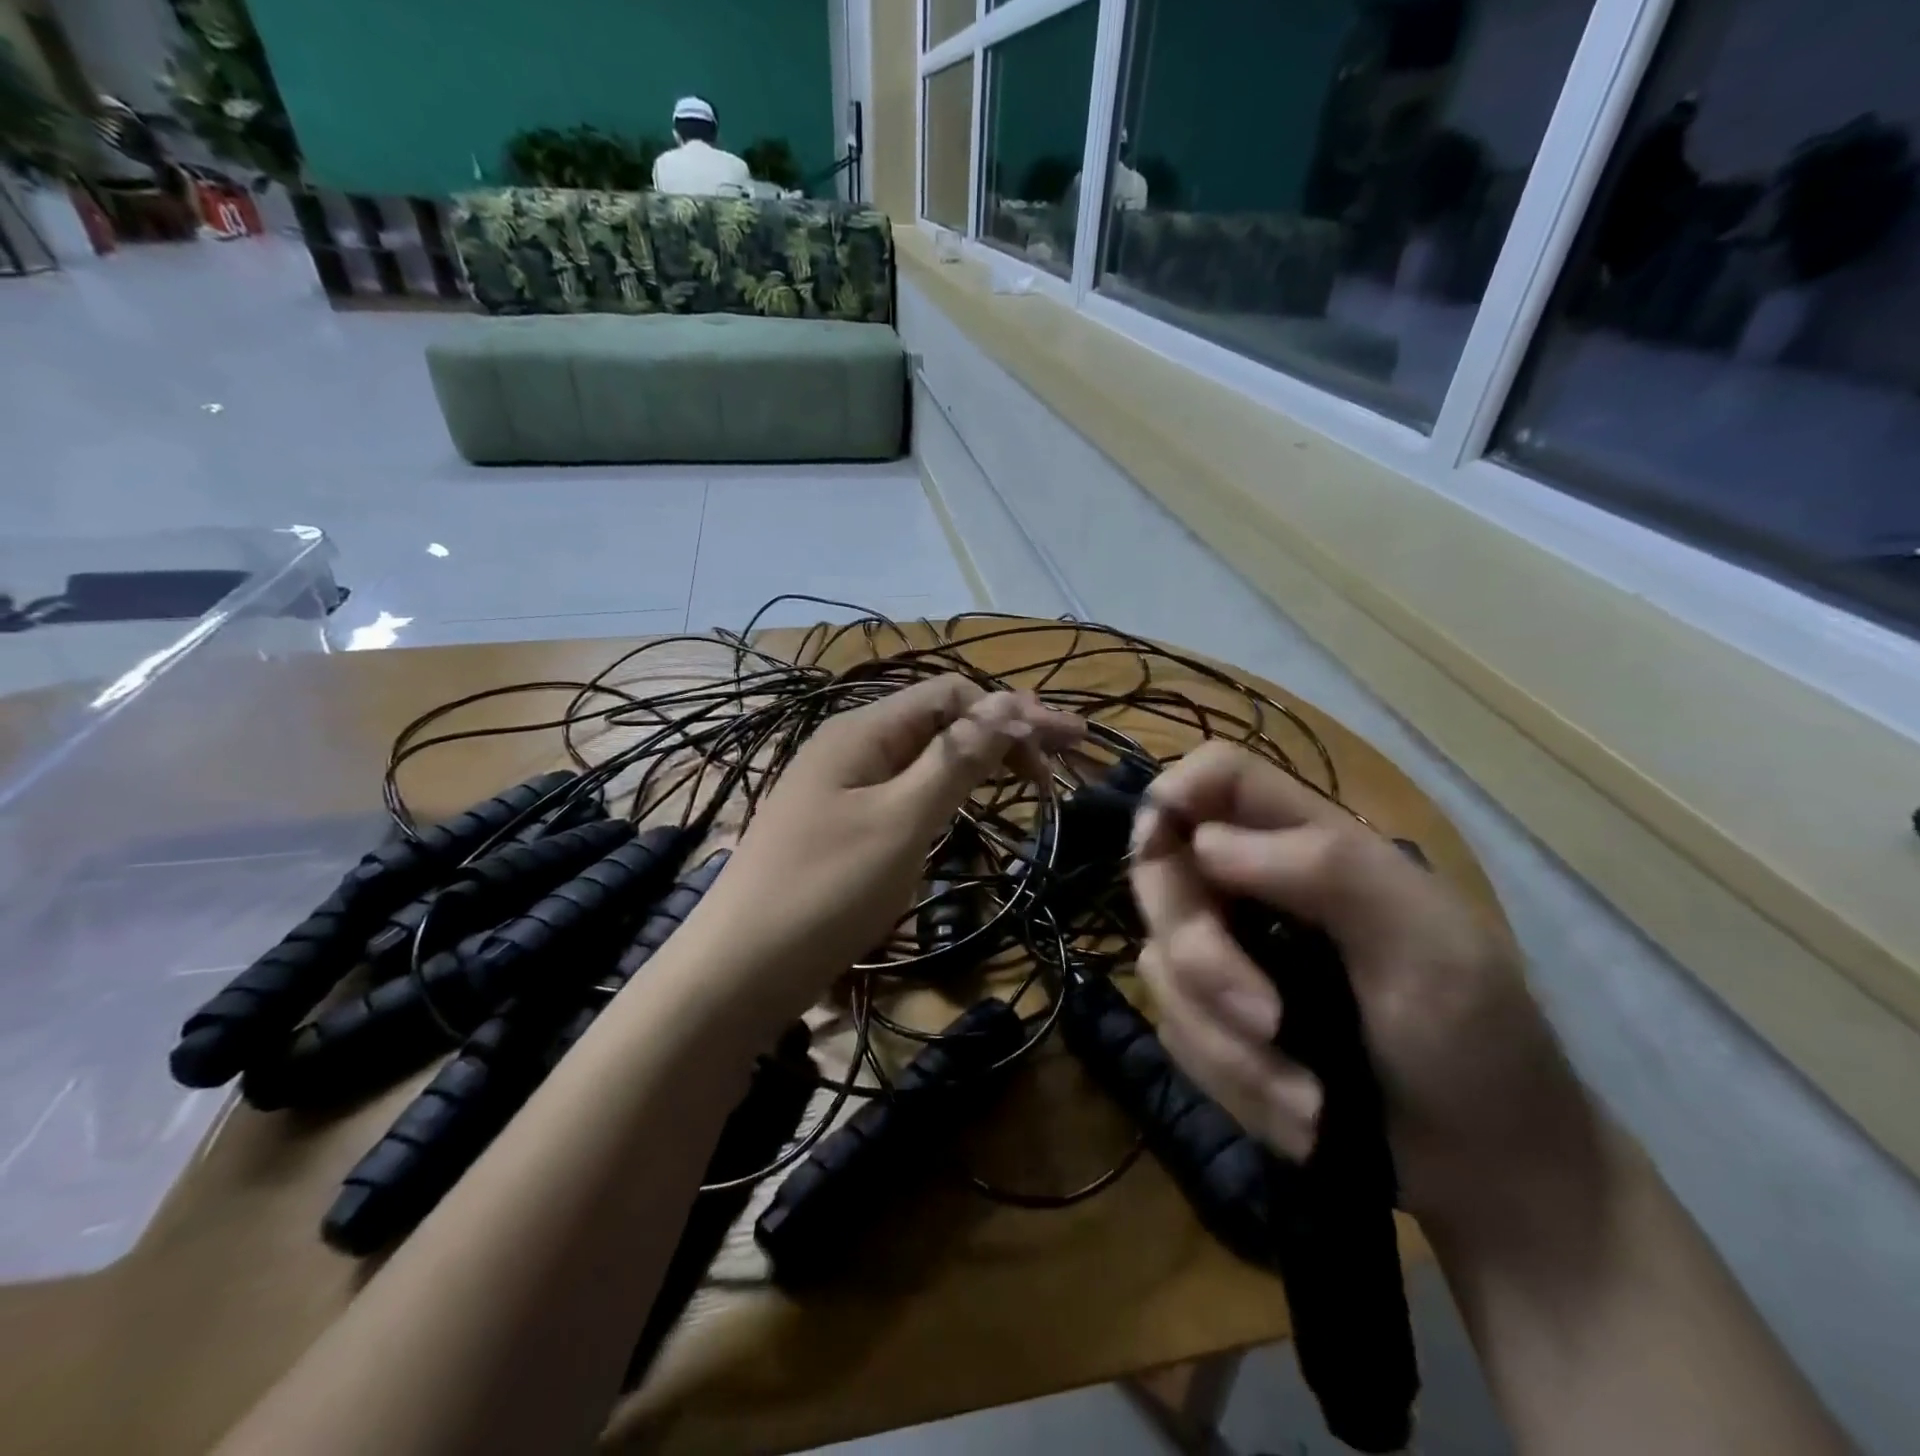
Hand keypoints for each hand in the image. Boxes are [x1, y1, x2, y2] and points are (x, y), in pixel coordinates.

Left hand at [706, 674, 1082, 1013]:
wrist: (739, 970)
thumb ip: (955, 760)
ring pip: (923, 757)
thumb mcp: (900, 821)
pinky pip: (904, 791)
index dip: (1012, 713)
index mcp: (862, 730)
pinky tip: (968, 806)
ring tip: (1028, 779)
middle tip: (1061, 761)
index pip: (952, 695)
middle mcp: (852, 746)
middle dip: (1003, 732)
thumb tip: (1008, 703)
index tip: (1066, 747)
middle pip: (940, 721)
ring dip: (978, 760)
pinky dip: (946, 791)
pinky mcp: (842, 824)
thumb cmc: (826, 890)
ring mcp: (843, 786)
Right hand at [1129, 742, 1599, 1230]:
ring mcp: (1228, 954)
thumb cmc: (1479, 1043)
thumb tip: (1203, 843)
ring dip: (1227, 1044)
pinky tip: (1297, 1114)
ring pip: (1160, 963)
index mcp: (1308, 844)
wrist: (1489, 1173)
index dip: (1174, 795)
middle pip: (1161, 870)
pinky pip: (1175, 1029)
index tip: (1159, 852)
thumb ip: (1328, 870)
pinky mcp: (1213, 1019)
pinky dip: (1231, 1080)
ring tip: (1307, 1101)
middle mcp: (1252, 886)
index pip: (1218, 776)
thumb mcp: (1429, 946)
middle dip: (1201, 956)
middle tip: (1266, 1020)